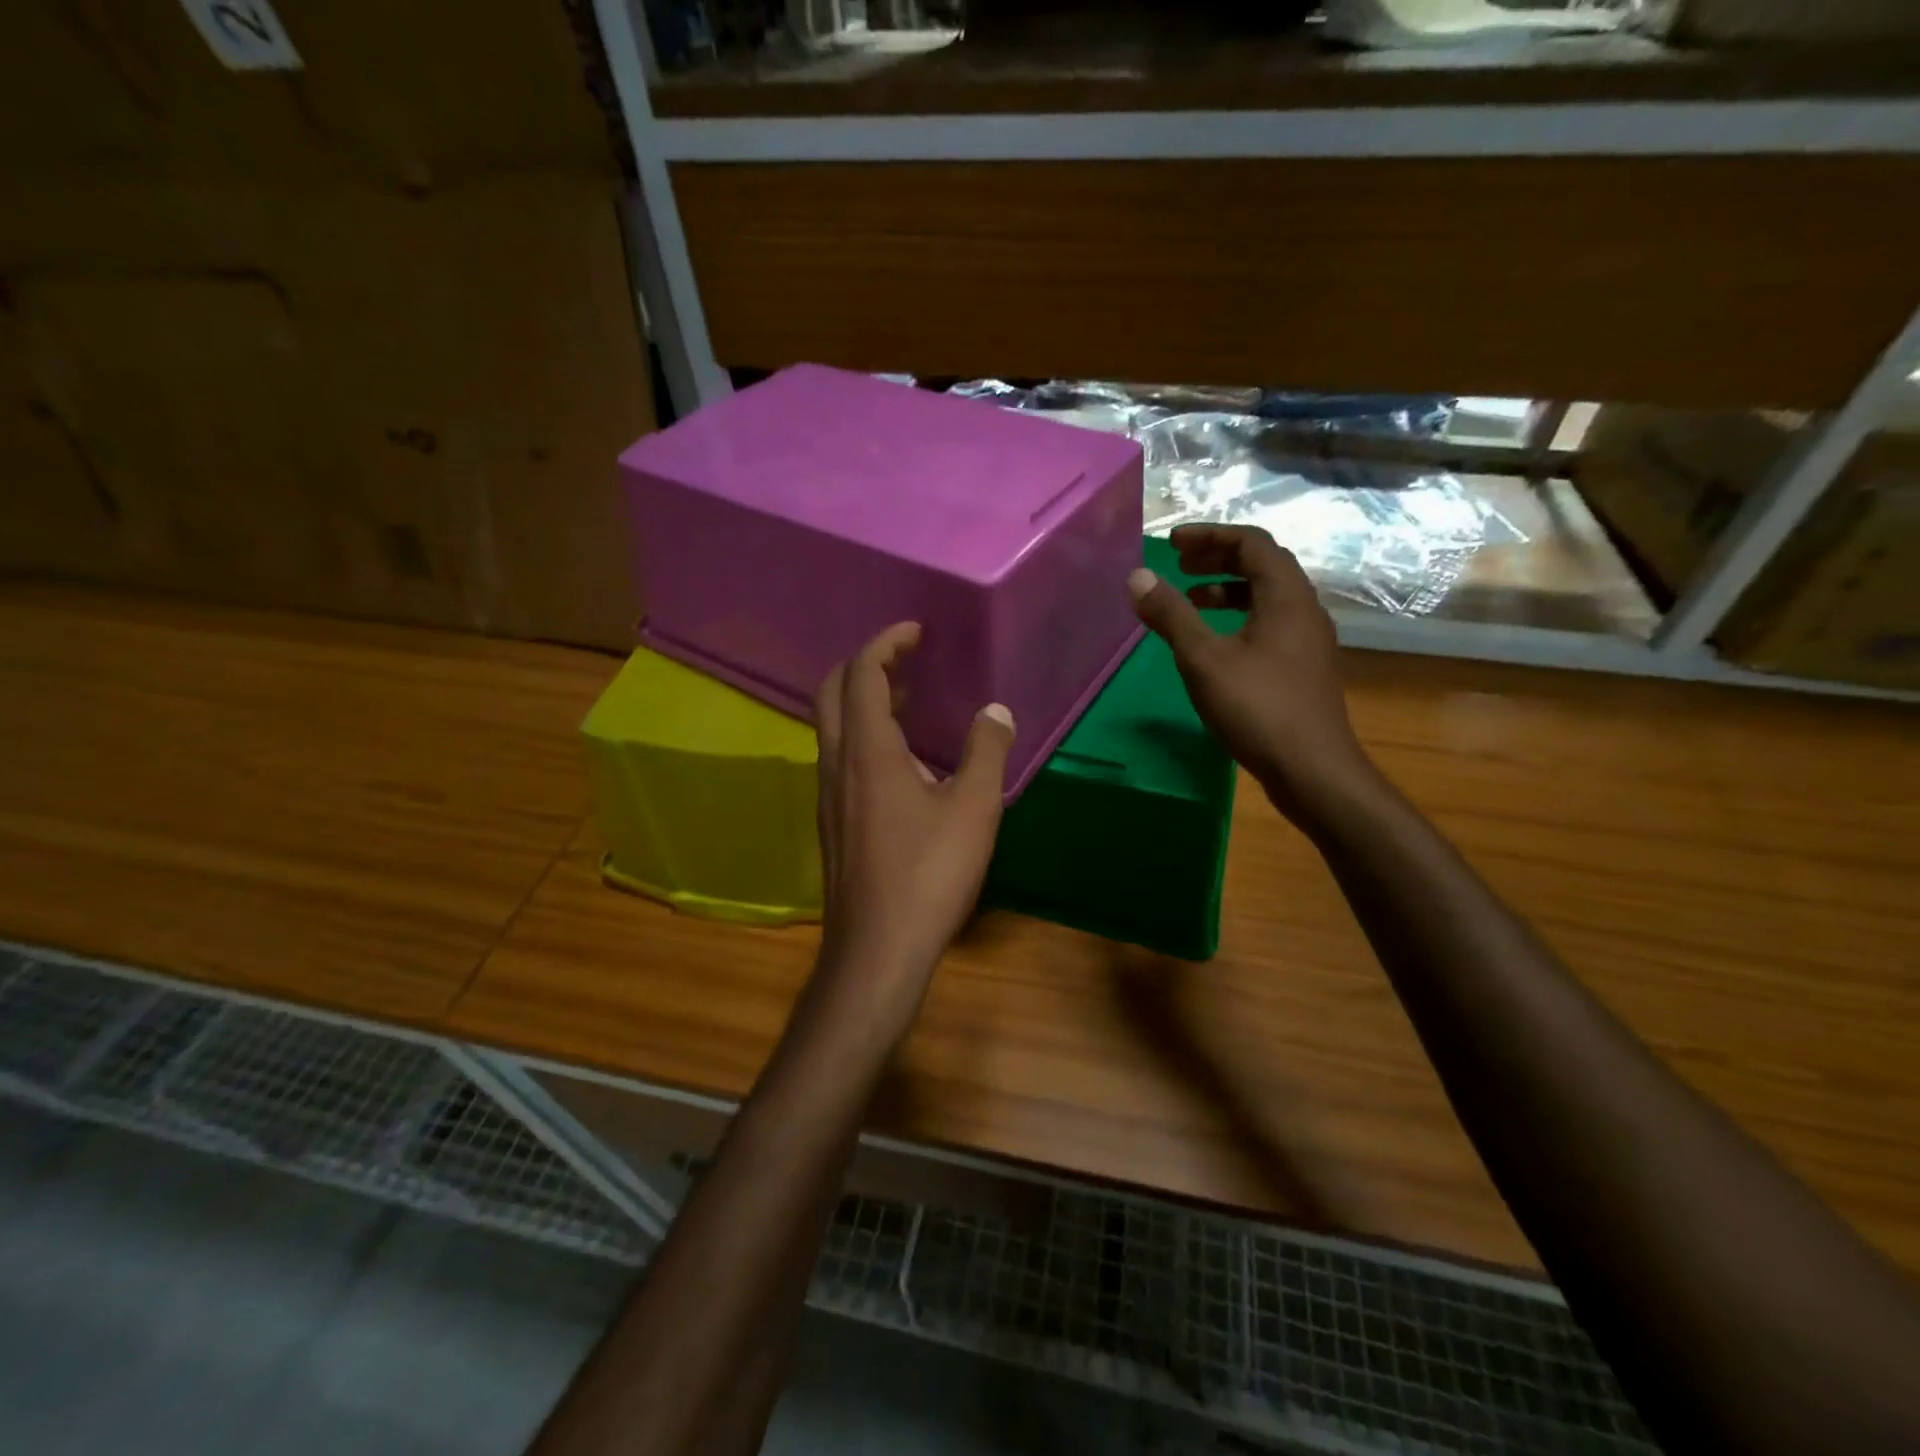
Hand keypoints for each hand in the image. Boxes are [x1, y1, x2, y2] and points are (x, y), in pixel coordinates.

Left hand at [811, 623, 1014, 1030]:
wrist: (876, 948)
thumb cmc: (928, 873)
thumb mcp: (973, 809)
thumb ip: (986, 752)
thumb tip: (995, 712)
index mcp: (867, 749)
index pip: (862, 672)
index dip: (886, 642)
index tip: (916, 633)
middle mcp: (836, 763)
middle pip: (834, 691)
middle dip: (866, 664)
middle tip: (907, 660)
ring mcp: (827, 794)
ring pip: (833, 727)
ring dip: (864, 701)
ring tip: (908, 700)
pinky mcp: (832, 821)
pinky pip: (840, 757)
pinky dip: (864, 736)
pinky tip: (902, 762)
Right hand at [1128, 524, 1379, 829]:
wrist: (1312, 770)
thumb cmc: (1258, 707)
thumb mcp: (1203, 659)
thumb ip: (1171, 615)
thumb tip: (1137, 577)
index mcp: (1286, 596)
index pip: (1252, 542)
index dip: (1211, 535)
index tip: (1172, 544)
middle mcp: (1304, 610)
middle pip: (1263, 565)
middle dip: (1217, 559)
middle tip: (1178, 565)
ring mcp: (1308, 641)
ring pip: (1267, 597)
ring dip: (1227, 591)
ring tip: (1189, 603)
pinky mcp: (1303, 668)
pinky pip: (1270, 624)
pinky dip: (1238, 619)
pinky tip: (1214, 645)